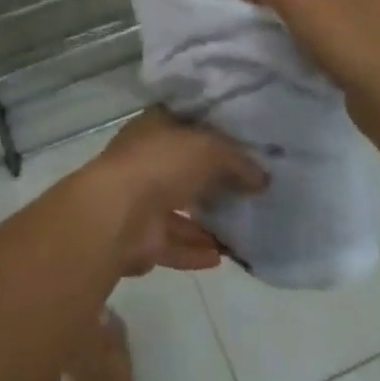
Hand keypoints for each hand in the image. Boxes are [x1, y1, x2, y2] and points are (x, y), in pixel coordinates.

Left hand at [78, 109, 266, 275]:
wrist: (116, 214)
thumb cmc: (160, 164)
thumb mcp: (207, 148)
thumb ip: (237, 160)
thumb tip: (263, 177)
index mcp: (154, 127)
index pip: (185, 123)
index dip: (213, 131)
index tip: (243, 145)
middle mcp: (145, 159)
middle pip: (184, 167)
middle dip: (211, 180)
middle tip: (248, 191)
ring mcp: (140, 199)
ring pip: (179, 208)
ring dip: (205, 220)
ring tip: (241, 228)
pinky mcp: (141, 238)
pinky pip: (174, 243)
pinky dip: (195, 249)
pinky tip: (222, 256)